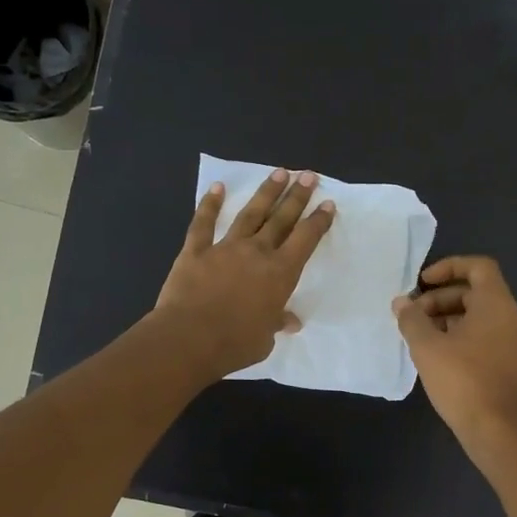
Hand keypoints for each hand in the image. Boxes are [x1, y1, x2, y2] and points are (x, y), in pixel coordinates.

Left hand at [155, 168, 335, 379]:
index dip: (318, 221)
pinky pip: (203, 223)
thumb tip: (290, 321)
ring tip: (279, 173)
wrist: (189, 339)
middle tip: (308, 176)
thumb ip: (277, 322)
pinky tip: (217, 188)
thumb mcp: (265, 338)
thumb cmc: (235, 344)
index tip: (327, 204)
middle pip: (281, 219)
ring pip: (250, 214)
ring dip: (265, 193)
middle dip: (297, 196)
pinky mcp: (196, 251)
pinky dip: (209, 204)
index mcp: (280, 273)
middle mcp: (257, 253)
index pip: (305, 240)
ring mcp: (225, 248)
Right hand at [393, 255, 516, 457]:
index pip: (478, 266)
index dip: (448, 266)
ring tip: (419, 335)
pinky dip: (459, 334)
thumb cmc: (461, 379)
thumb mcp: (427, 346)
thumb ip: (412, 319)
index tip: (422, 282)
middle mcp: (511, 316)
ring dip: (447, 317)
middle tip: (413, 316)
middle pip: (475, 292)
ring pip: (478, 315)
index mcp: (497, 303)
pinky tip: (435, 353)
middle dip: (440, 298)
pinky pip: (483, 334)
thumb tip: (402, 303)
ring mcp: (513, 340)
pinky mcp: (509, 361)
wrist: (495, 429)